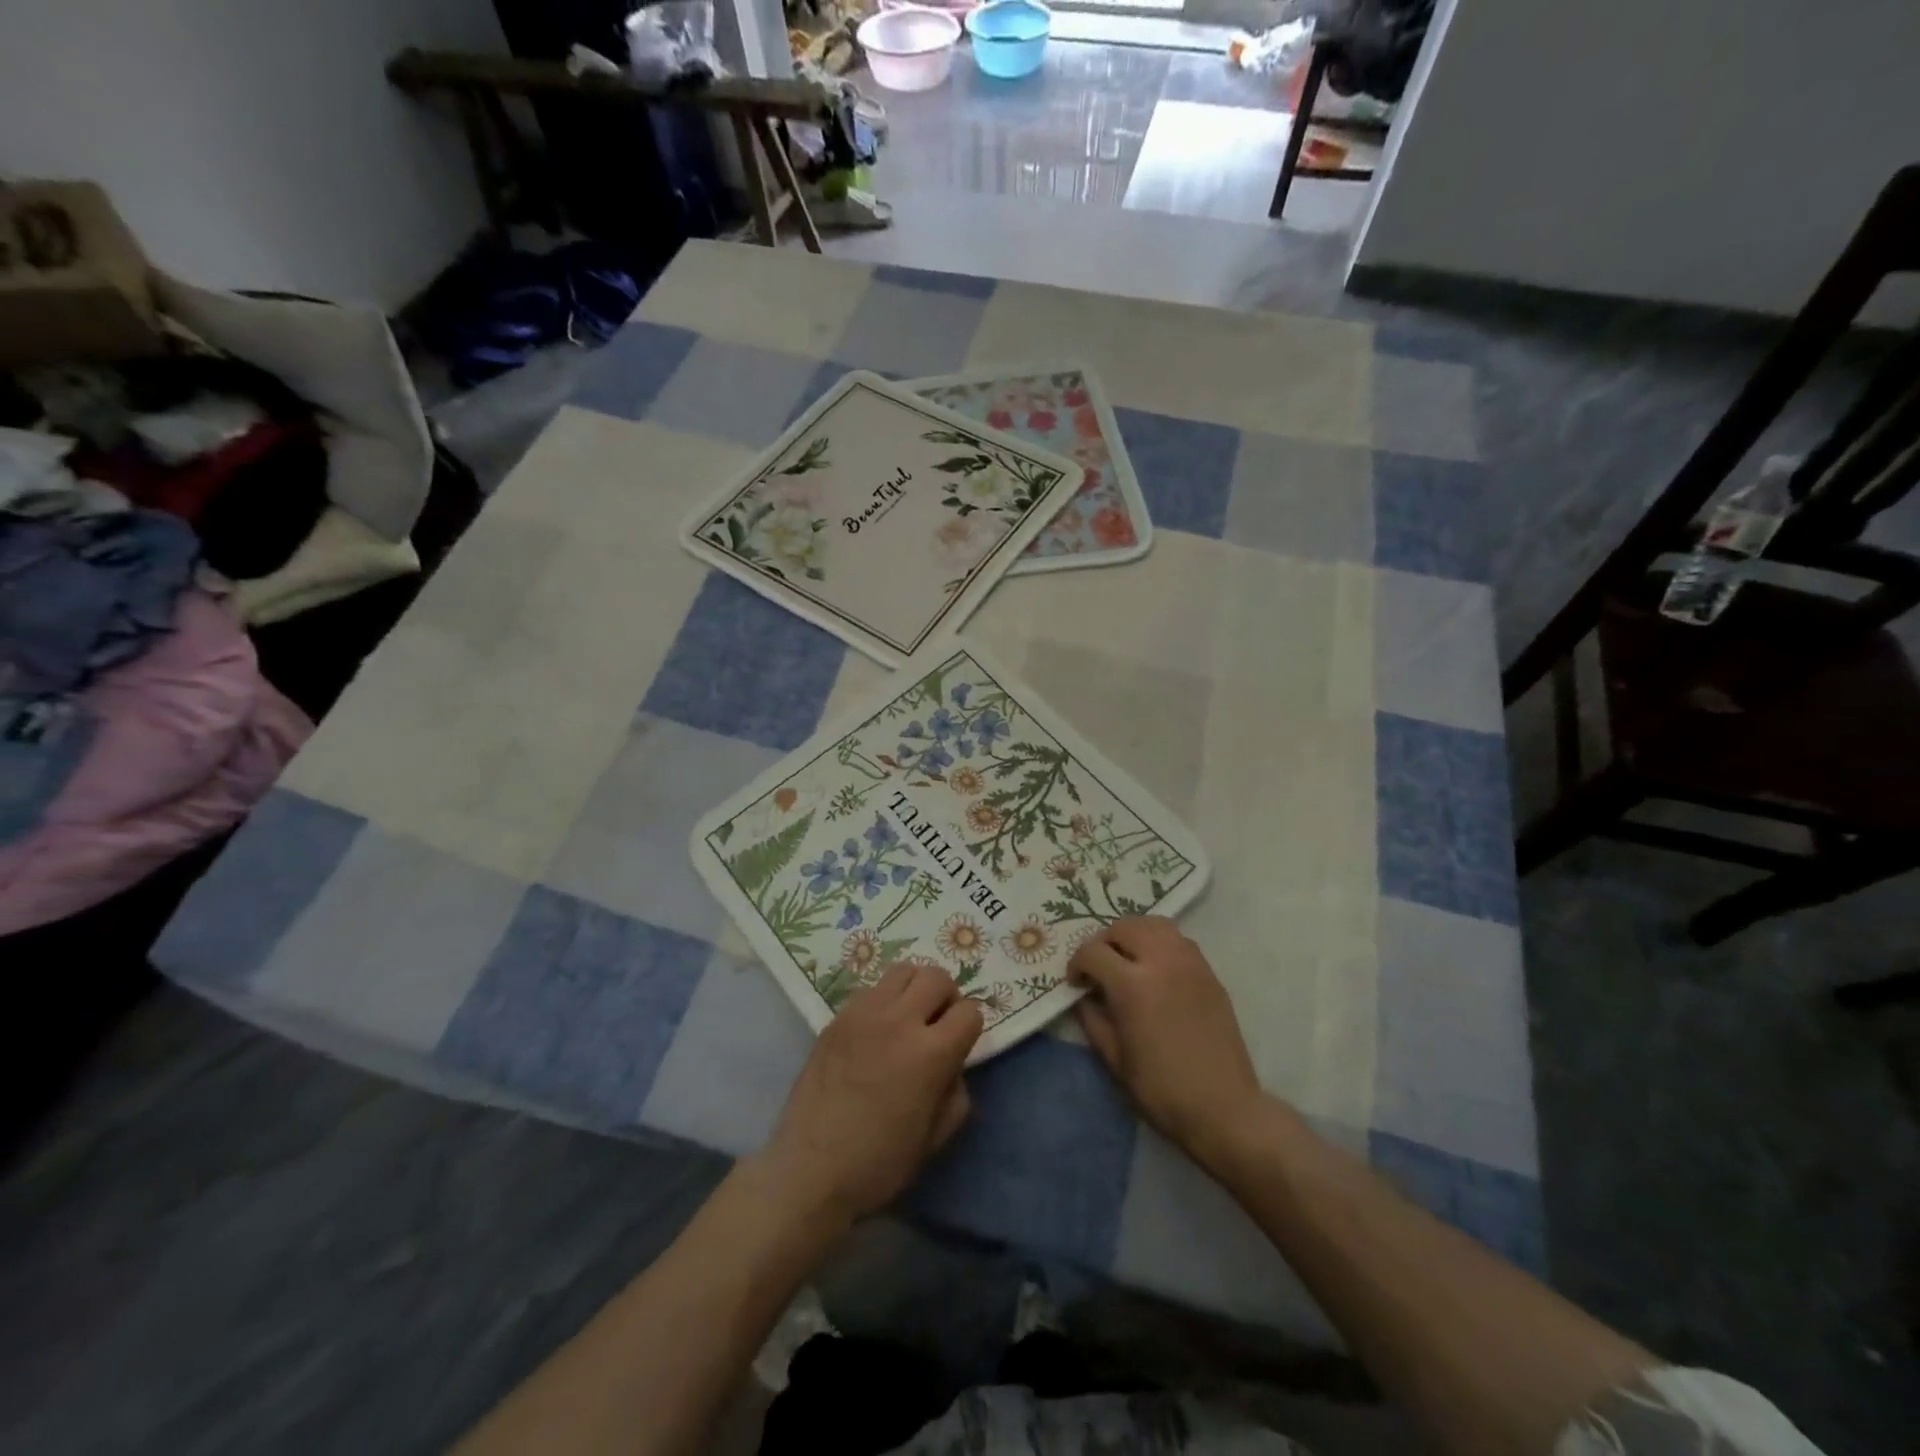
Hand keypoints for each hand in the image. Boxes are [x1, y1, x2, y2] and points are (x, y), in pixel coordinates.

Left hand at [760, 962, 983, 1224]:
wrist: (811, 1169)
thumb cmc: (879, 1163)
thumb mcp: (936, 1137)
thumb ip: (955, 1092)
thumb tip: (951, 1065)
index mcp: (931, 1053)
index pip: (969, 1011)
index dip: (970, 1028)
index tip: (959, 1045)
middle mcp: (900, 1021)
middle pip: (937, 977)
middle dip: (946, 997)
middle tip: (937, 1024)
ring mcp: (864, 1014)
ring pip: (903, 970)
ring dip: (914, 989)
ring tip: (907, 1017)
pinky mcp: (837, 1017)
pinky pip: (871, 990)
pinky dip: (883, 1000)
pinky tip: (875, 1031)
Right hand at [1069, 917, 1265, 1168]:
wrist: (1223, 1108)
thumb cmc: (1161, 1090)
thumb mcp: (1114, 1059)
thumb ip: (1093, 1019)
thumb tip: (1084, 997)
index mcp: (1132, 985)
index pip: (1093, 951)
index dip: (1077, 964)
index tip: (1076, 983)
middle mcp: (1162, 962)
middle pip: (1124, 927)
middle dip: (1104, 942)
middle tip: (1100, 967)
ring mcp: (1190, 964)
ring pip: (1155, 924)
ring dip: (1134, 934)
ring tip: (1128, 960)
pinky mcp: (1210, 973)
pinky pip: (1179, 940)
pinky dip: (1160, 943)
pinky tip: (1156, 970)